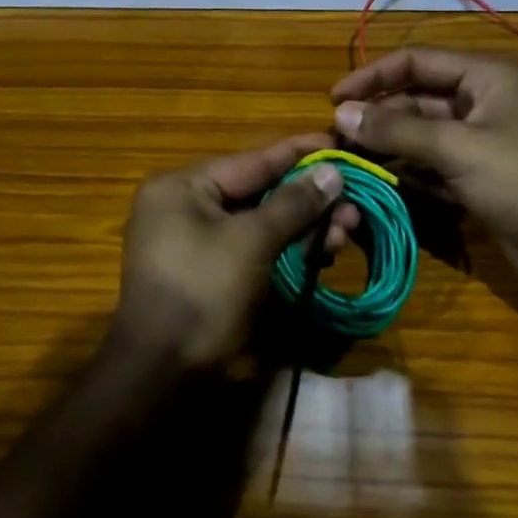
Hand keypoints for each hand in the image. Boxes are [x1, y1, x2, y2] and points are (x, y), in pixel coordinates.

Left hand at [113, 134, 357, 371]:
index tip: (339, 142)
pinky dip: (286, 248)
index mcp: (182, 187)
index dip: (299, 152)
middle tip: (354, 202)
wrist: (163, 375)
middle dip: (308, 199)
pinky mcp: (211, 272)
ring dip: (304, 226)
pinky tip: (323, 250)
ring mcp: (196, 241)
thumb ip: (293, 203)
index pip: (252, 159)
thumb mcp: (251, 242)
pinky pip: (253, 248)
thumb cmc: (203, 293)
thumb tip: (332, 171)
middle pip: (259, 191)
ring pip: (261, 222)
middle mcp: (185, 206)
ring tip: (347, 229)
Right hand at [332, 47, 517, 292]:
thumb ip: (396, 130)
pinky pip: (431, 162)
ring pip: (420, 133)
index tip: (333, 99)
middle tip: (336, 139)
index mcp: (484, 75)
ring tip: (349, 162)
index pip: (415, 61)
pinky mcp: (476, 173)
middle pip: (415, 98)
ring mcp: (479, 138)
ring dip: (387, 146)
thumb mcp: (455, 149)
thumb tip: (340, 114)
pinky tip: (378, 182)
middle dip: (377, 118)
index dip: (372, 76)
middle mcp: (481, 99)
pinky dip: (407, 170)